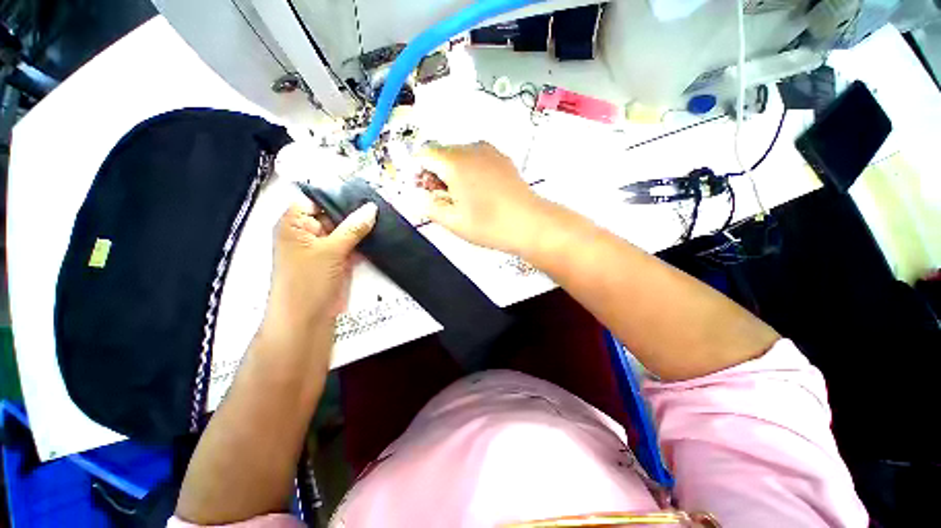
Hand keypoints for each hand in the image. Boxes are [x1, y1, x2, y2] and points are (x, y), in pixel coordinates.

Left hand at [260, 200, 377, 353]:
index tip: (365, 190)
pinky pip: (352, 244)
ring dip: (362, 226)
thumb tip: (372, 207)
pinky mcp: (337, 259)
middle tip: (381, 201)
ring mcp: (324, 246)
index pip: (316, 198)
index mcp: (294, 223)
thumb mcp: (331, 250)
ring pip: (345, 229)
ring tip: (385, 215)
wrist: (307, 319)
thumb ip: (353, 227)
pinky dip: (364, 240)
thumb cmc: (308, 281)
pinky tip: (381, 233)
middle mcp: (308, 232)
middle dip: (355, 210)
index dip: (338, 193)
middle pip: (333, 213)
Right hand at [417, 141, 550, 253]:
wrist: (531, 223)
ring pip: (459, 156)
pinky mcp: (502, 159)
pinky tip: (481, 193)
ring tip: (464, 199)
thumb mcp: (453, 222)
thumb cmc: (489, 225)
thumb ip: (429, 207)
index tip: (425, 192)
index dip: (418, 173)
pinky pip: (476, 159)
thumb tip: (419, 197)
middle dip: (436, 174)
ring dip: (453, 173)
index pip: (423, 154)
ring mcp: (489, 151)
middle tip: (445, 200)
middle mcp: (471, 148)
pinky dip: (470, 172)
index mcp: (454, 161)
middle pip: (441, 154)